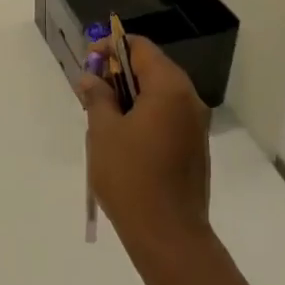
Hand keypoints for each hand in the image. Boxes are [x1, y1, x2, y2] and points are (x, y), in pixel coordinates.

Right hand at [78, 36, 213, 269]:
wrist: (168, 235)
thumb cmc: (131, 176)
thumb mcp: (103, 132)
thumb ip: (98, 97)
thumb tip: (91, 79)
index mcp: (170, 88)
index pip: (140, 48)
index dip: (111, 48)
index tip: (88, 63)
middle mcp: (190, 100)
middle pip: (153, 69)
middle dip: (119, 74)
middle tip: (91, 91)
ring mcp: (196, 126)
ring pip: (160, 95)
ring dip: (131, 97)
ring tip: (102, 117)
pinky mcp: (194, 149)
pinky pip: (167, 117)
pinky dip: (145, 116)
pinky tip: (123, 139)